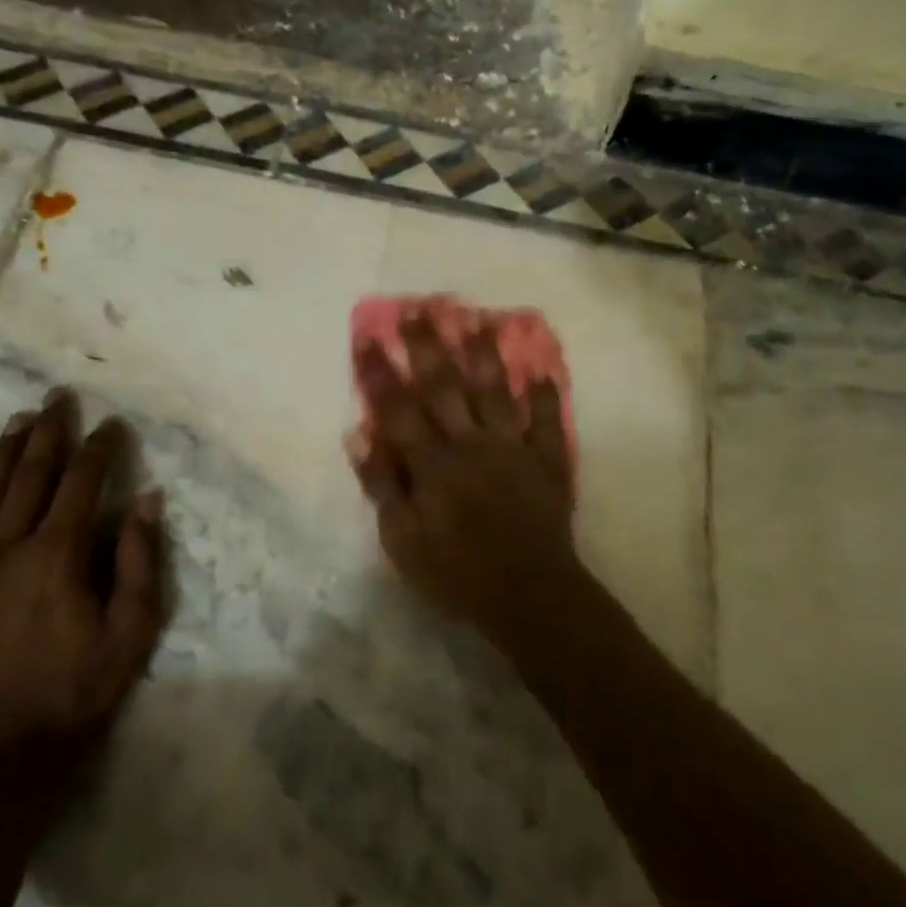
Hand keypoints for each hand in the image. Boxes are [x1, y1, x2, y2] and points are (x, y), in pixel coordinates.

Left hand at [0, 389, 164, 773]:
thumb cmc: (78, 694)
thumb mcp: (132, 630)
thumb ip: (140, 559)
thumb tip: (146, 498)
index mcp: (58, 555)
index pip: (82, 483)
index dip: (99, 448)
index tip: (113, 424)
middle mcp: (8, 549)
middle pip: (29, 476)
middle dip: (48, 432)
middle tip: (57, 397)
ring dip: (3, 454)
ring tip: (17, 420)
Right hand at [348, 314, 583, 650]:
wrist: (530, 597)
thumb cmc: (457, 574)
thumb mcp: (403, 542)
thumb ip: (383, 485)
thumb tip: (359, 433)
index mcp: (433, 464)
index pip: (399, 408)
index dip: (380, 372)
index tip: (367, 335)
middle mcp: (471, 444)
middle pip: (445, 387)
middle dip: (428, 346)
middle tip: (418, 308)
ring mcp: (513, 449)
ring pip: (495, 391)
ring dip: (484, 354)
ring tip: (475, 318)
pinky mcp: (546, 461)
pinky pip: (545, 422)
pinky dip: (544, 396)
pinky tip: (540, 370)